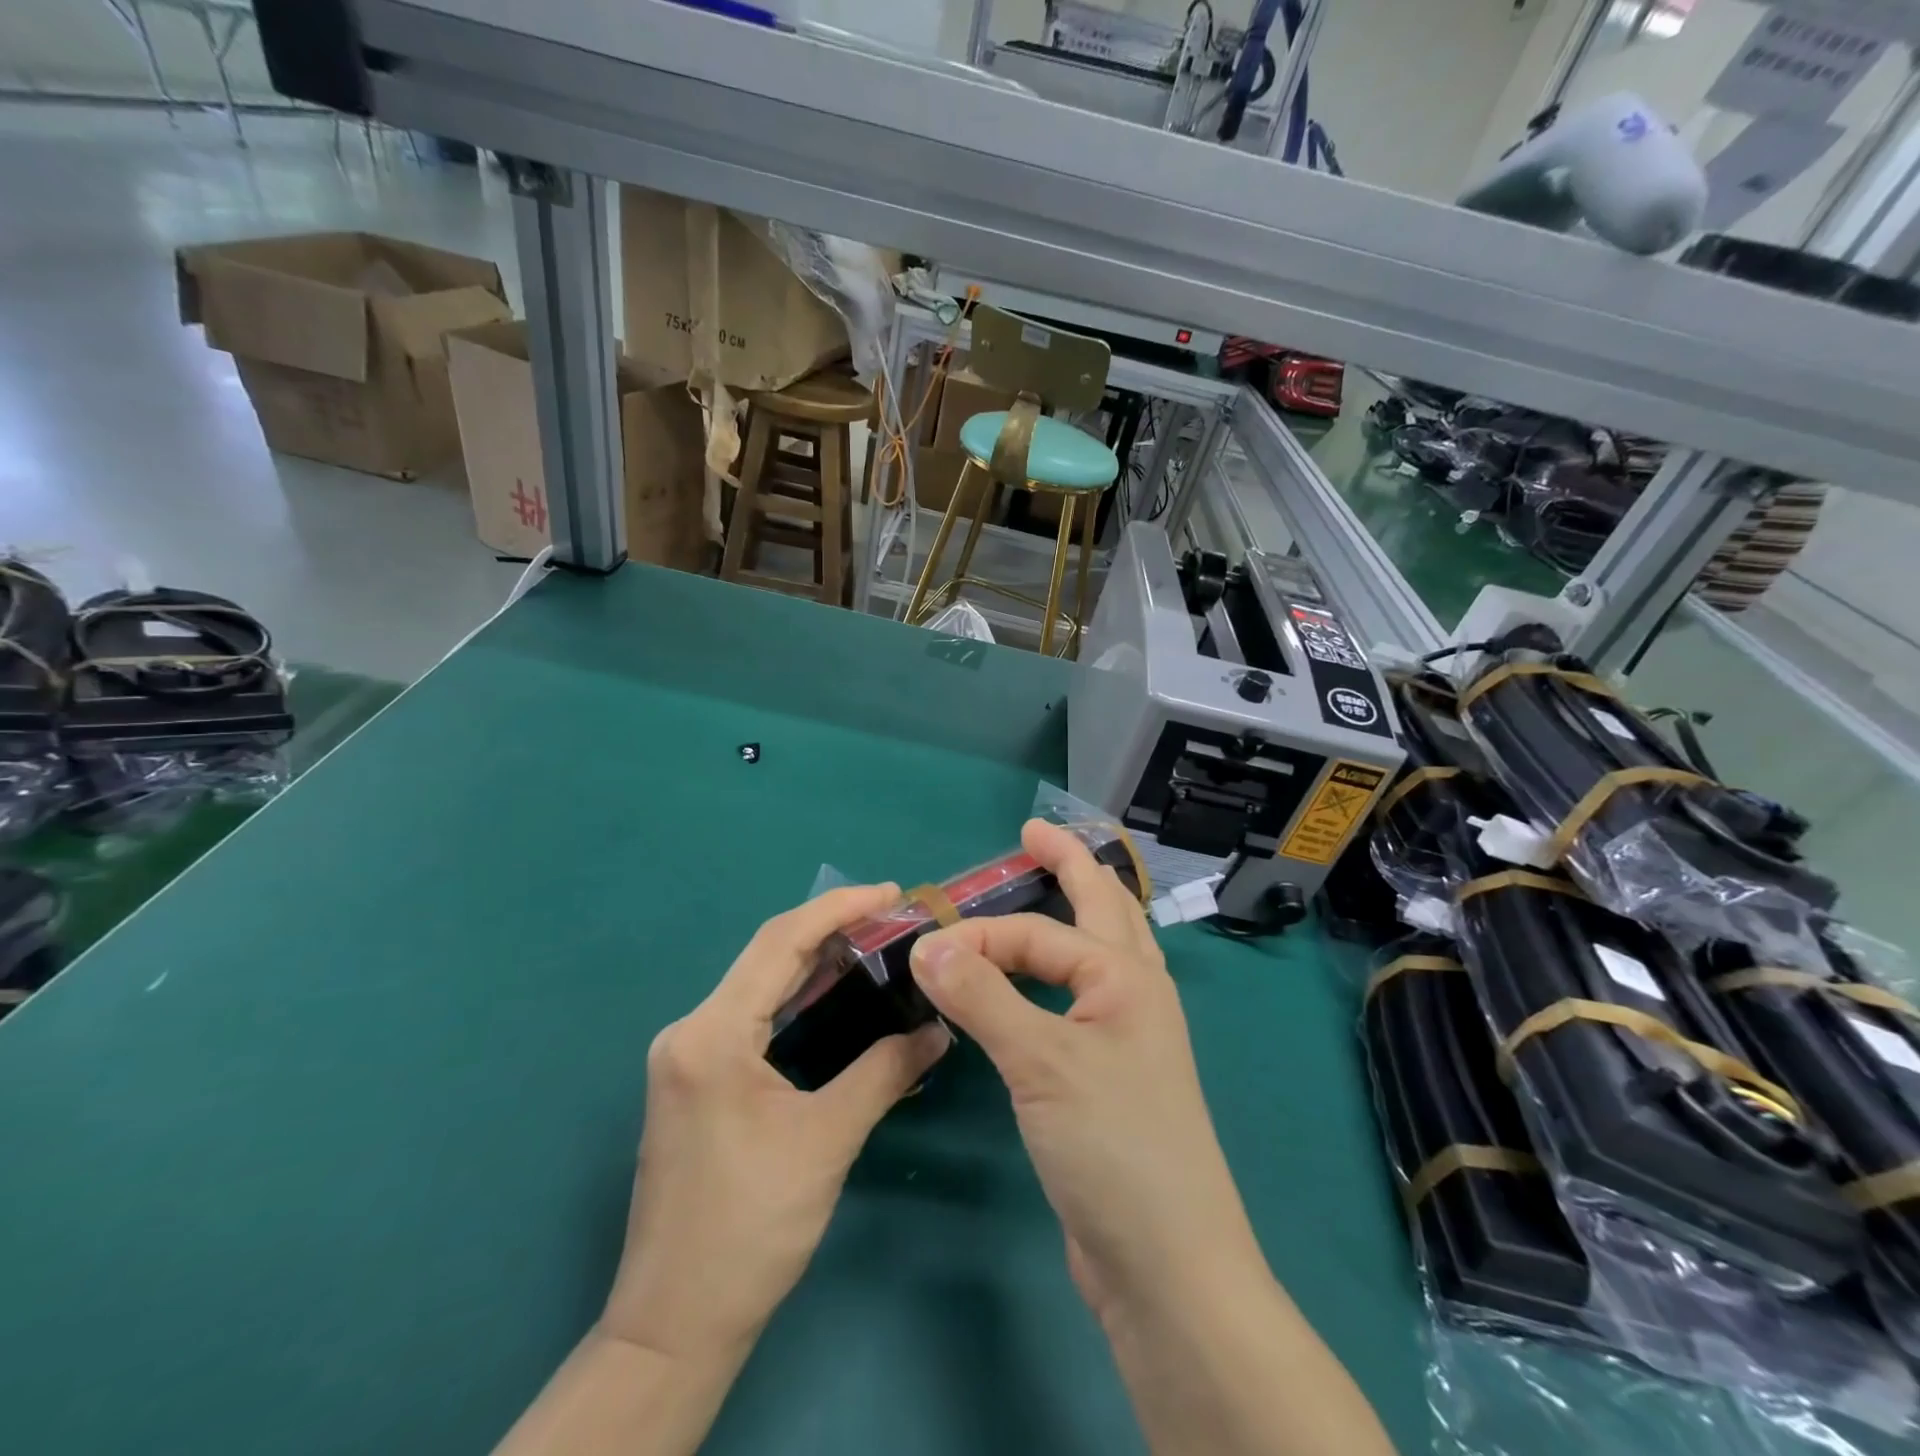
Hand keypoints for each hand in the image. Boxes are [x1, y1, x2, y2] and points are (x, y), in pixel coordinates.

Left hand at [604, 884, 951, 1362]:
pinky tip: (833, 996)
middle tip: (892, 917)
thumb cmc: (750, 1228)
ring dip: (814, 962)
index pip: (780, 942)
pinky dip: (795, 997)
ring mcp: (687, 1055)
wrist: (674, 1325)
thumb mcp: (827, 1141)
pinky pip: (751, 1016)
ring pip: (758, 984)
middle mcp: (690, 1030)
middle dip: (831, 929)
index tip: (890, 893)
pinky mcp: (695, 1079)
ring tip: (873, 945)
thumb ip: (885, 1071)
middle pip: (767, 956)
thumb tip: (939, 1030)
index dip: (838, 908)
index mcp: (712, 1034)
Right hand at [906, 822, 1262, 1324]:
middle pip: (1104, 909)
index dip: (980, 934)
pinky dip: (1059, 972)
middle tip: (1035, 835)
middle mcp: (1134, 996)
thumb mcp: (1042, 1063)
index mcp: (1128, 978)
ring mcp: (1127, 1037)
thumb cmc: (1114, 1147)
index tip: (924, 952)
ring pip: (1100, 951)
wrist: (1167, 1268)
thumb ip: (983, 996)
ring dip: (1076, 912)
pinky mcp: (1108, 1077)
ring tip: (1050, 885)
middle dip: (1071, 866)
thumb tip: (926, 942)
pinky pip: (1080, 999)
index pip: (1039, 934)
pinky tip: (1042, 981)